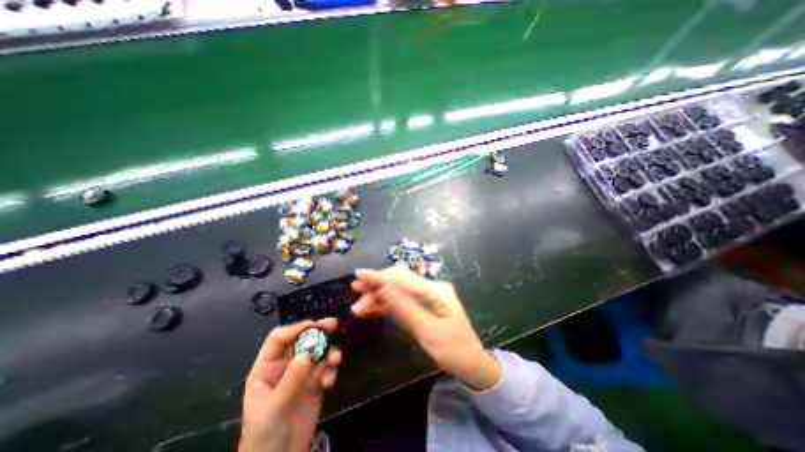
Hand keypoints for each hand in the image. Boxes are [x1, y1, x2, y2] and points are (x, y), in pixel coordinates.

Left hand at [237, 317, 340, 451]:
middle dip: (318, 332)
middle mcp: (286, 366)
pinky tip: (329, 383)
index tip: (313, 325)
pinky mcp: (315, 384)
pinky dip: (331, 371)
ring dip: (328, 353)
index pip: (279, 339)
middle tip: (333, 324)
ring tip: (335, 360)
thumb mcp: (273, 408)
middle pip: (302, 341)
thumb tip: (307, 354)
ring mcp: (302, 375)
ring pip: (317, 353)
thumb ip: (291, 379)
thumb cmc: (264, 437)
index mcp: (268, 368)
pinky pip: (326, 369)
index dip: (295, 329)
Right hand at [352, 266, 500, 389]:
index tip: (359, 274)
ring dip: (378, 295)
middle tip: (355, 289)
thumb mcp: (428, 331)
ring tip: (359, 305)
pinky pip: (401, 301)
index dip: (380, 276)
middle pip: (399, 280)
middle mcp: (430, 288)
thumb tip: (383, 288)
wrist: (469, 363)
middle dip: (376, 284)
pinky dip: (385, 304)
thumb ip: (405, 309)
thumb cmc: (453, 349)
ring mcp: (426, 296)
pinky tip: (370, 308)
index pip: (403, 279)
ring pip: (397, 290)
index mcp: (436, 291)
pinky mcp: (421, 305)